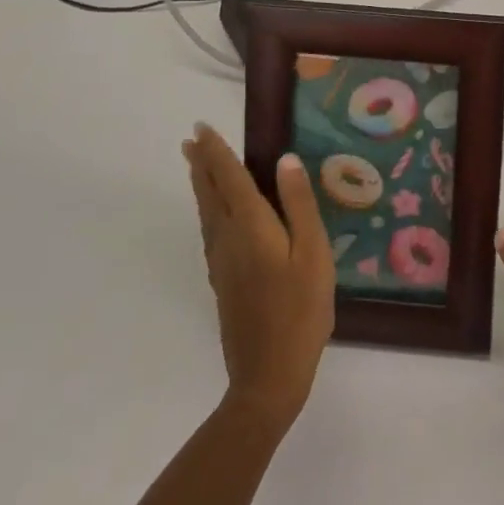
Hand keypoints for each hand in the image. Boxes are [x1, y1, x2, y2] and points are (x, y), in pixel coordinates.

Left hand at [183, 124, 334, 426]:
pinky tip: (214, 217)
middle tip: (190, 140)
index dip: (216, 152)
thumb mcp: (314, 253)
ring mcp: (222, 263)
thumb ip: (300, 205)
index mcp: (251, 227)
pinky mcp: (223, 282)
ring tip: (197, 167)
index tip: (201, 128)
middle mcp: (228, 239)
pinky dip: (208, 210)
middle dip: (201, 165)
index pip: (229, 178)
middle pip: (210, 194)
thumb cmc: (301, 310)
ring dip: (201, 186)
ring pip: (206, 213)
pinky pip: (210, 231)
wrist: (268, 376)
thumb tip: (286, 160)